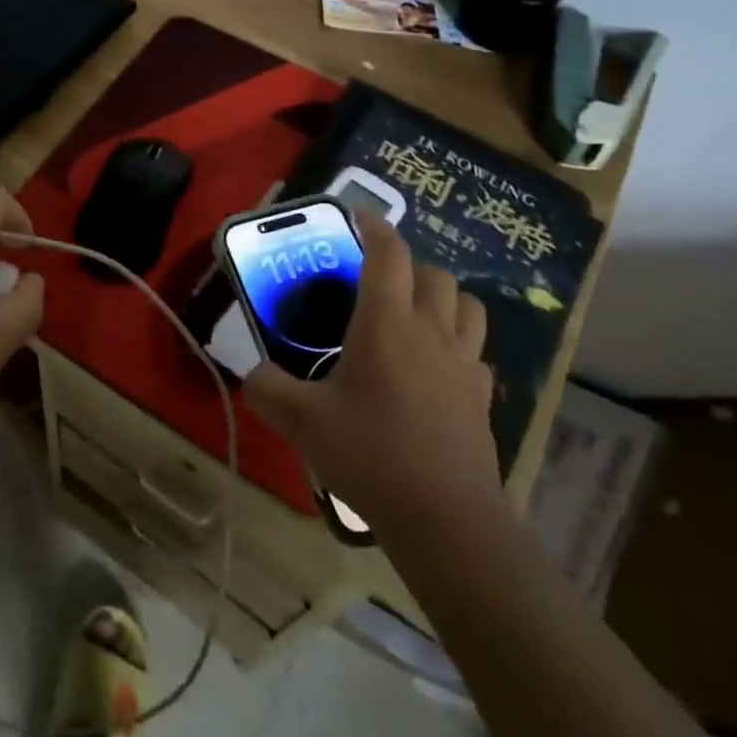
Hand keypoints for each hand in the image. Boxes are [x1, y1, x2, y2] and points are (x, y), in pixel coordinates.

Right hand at [243, 213, 498, 528]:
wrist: (445, 518)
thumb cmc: (370, 455)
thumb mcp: (300, 421)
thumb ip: (267, 388)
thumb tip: (253, 374)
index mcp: (386, 323)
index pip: (388, 253)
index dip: (374, 226)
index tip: (356, 217)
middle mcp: (431, 331)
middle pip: (434, 274)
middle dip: (407, 266)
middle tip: (377, 282)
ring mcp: (465, 364)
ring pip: (468, 306)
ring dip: (442, 299)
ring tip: (414, 315)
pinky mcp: (483, 398)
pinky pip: (477, 353)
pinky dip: (459, 346)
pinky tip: (437, 369)